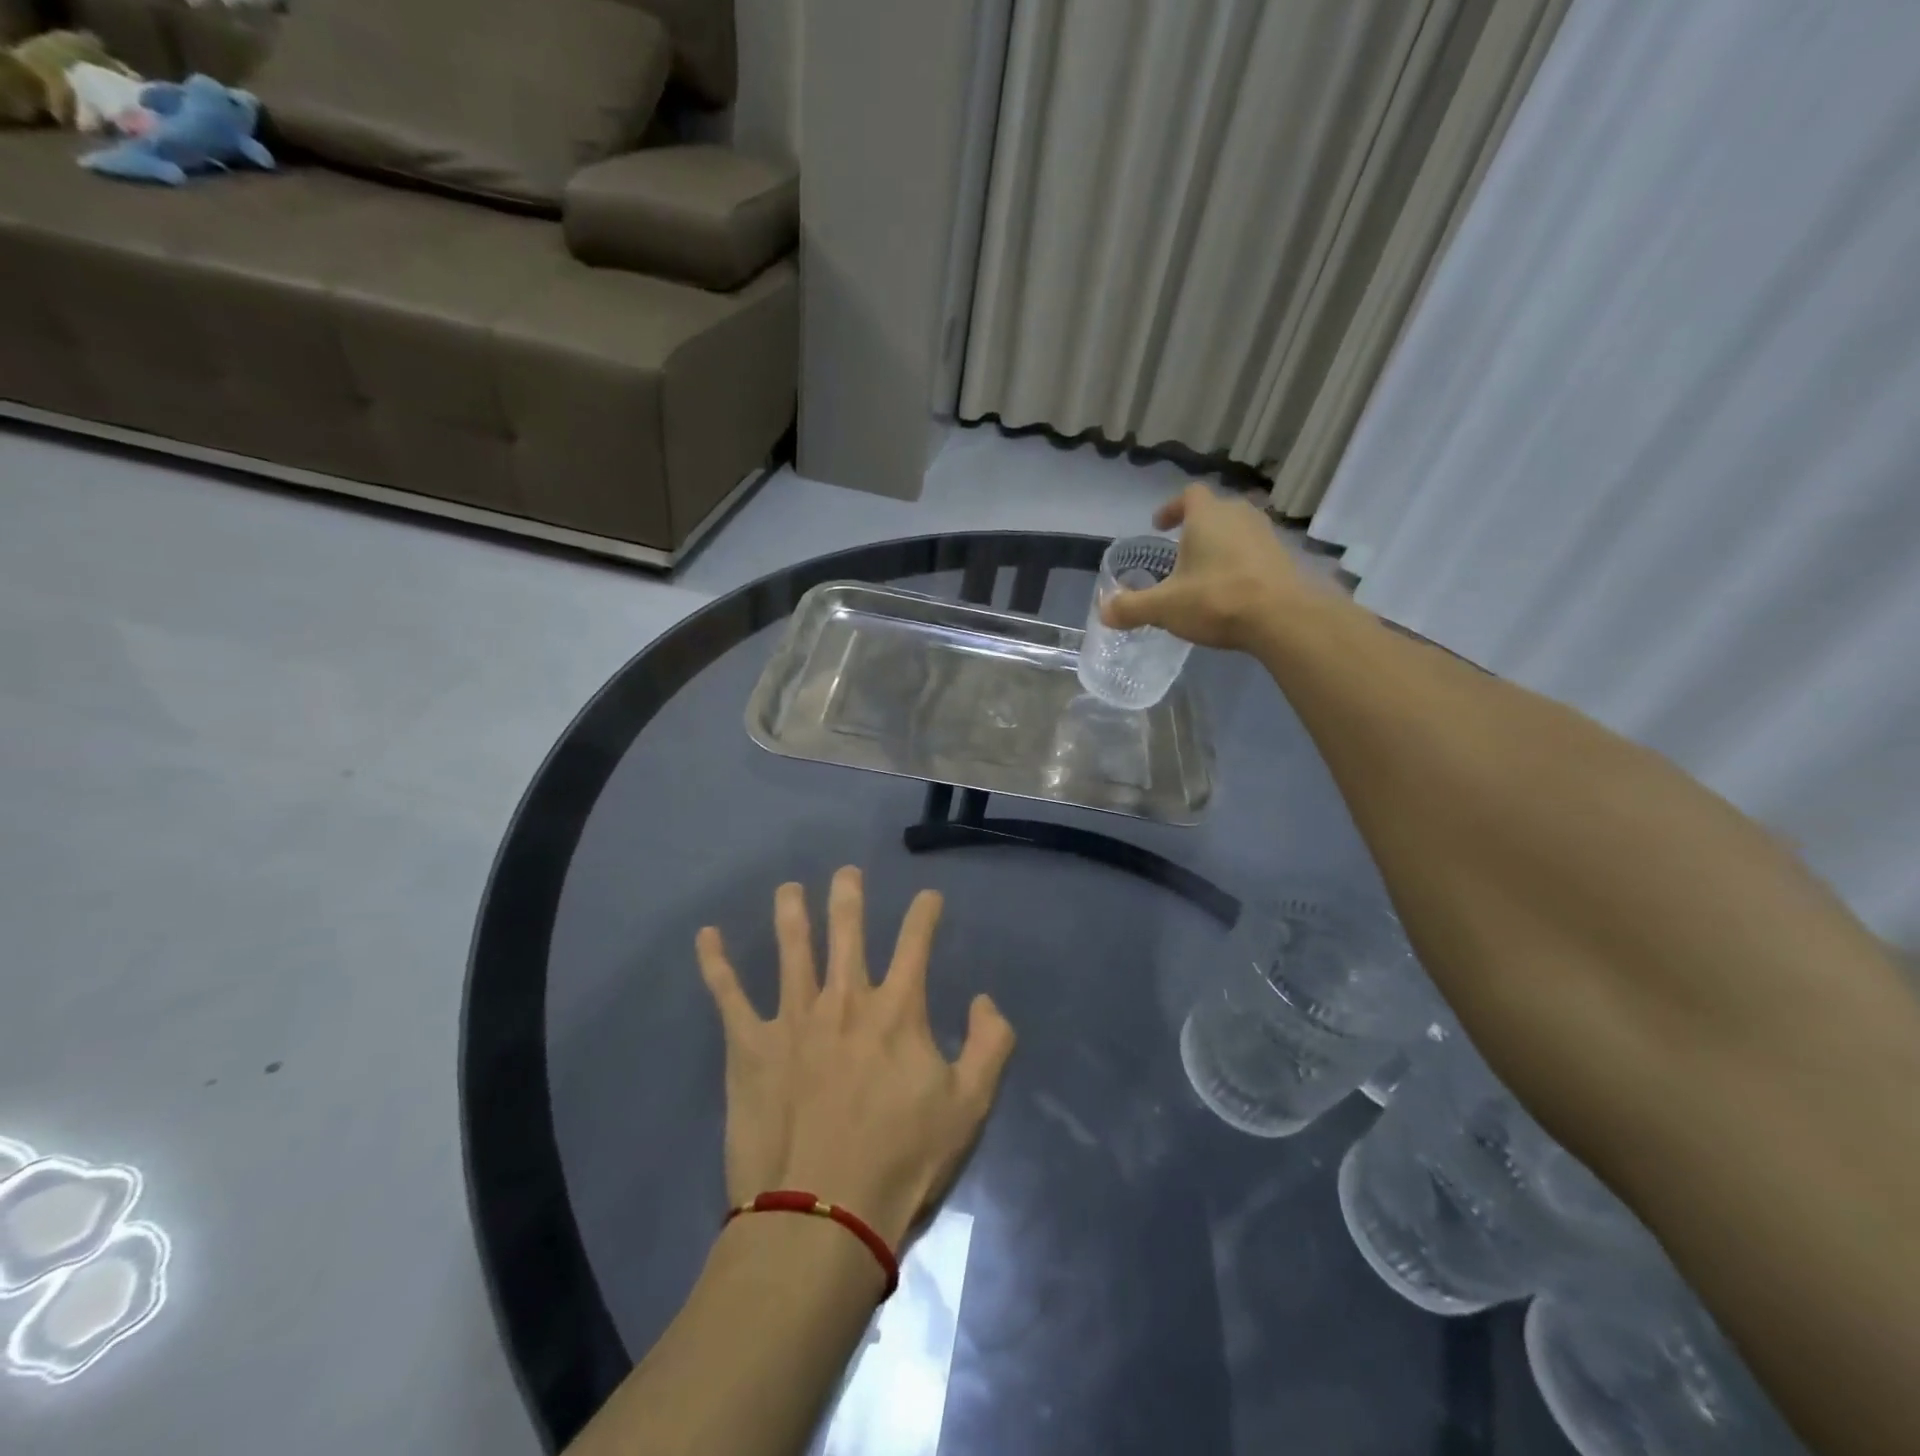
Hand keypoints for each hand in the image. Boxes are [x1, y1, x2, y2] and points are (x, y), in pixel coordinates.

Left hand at [696, 867, 1016, 1248]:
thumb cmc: (903, 1162)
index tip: (929, 897)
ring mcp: (793, 1018)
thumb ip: (991, 1044)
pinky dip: (716, 963)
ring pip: (791, 949)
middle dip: (848, 896)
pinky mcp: (750, 1047)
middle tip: (846, 873)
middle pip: (847, 932)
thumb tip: (985, 1000)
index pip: (916, 943)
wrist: (824, 1215)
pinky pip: (728, 995)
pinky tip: (706, 936)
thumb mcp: (971, 1106)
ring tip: (788, 889)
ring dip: (791, 913)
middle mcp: (844, 999)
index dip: (925, 914)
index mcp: (897, 1010)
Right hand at [1099, 483, 1303, 650]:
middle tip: (1180, 551)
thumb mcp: (1165, 607)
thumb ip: (1132, 607)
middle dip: (1197, 528)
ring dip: (1221, 546)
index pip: (1188, 495)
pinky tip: (1232, 591)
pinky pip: (1255, 553)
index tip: (1160, 525)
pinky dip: (1240, 565)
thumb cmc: (1217, 599)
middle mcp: (1239, 515)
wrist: (1284, 617)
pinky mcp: (1285, 558)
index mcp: (1207, 516)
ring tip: (1205, 573)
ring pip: (1237, 531)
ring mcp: (1267, 535)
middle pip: (1215, 511)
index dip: (1172, 507)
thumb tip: (1104, 611)